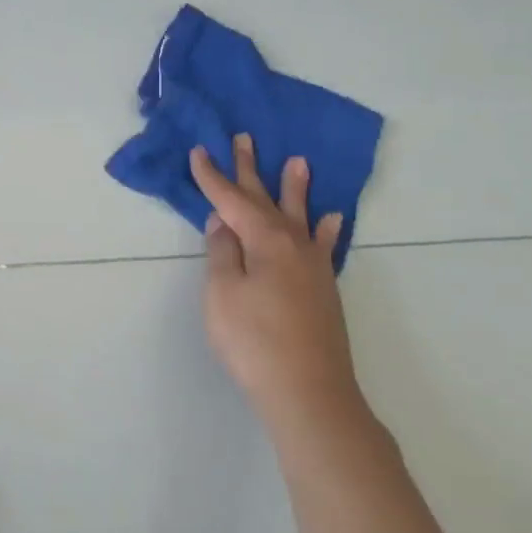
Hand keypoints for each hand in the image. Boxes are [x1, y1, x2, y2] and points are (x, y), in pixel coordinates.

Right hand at [191, 134, 368, 441]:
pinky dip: (326, 229)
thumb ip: (222, 252)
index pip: (230, 199)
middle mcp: (292, 244)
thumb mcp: (223, 293)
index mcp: (264, 240)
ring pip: (299, 216)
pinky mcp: (323, 288)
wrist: (309, 394)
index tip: (199, 151)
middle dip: (250, 169)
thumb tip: (223, 222)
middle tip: (245, 138)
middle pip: (265, 199)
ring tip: (299, 162)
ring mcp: (312, 266)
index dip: (212, 176)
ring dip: (295, 189)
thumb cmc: (254, 341)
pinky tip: (332, 218)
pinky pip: (324, 245)